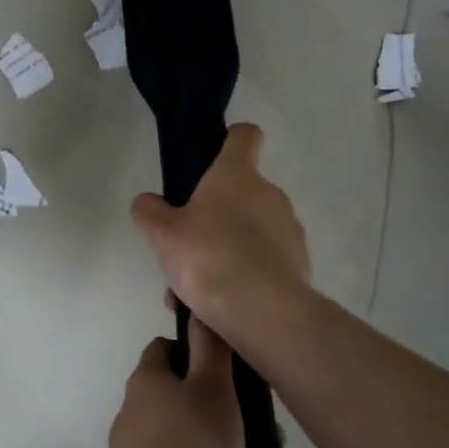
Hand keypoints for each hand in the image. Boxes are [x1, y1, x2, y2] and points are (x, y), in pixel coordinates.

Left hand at [107, 321, 244, 447]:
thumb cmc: (197, 446)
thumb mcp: (214, 388)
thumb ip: (209, 348)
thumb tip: (200, 310)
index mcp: (146, 380)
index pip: (165, 350)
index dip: (195, 354)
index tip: (228, 371)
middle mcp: (133, 410)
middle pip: (180, 396)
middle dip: (222, 408)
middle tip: (262, 428)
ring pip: (189, 437)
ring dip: (228, 447)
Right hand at [130, 124, 311, 351]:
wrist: (263, 312)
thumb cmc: (207, 258)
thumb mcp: (161, 234)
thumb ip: (150, 211)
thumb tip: (149, 202)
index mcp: (236, 174)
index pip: (244, 135)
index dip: (229, 139)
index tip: (210, 159)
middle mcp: (269, 193)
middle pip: (241, 191)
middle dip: (215, 214)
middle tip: (187, 245)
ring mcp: (289, 228)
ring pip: (250, 231)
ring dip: (226, 249)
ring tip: (196, 288)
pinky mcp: (299, 263)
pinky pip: (264, 261)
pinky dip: (244, 275)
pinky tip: (220, 304)